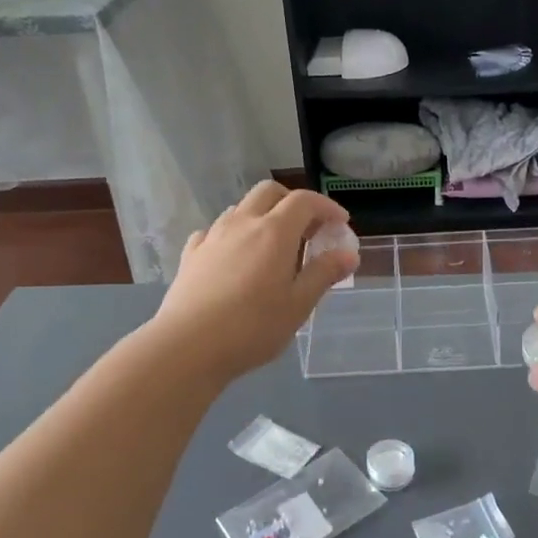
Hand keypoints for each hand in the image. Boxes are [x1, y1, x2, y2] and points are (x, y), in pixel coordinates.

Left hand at [149, 181, 354, 381]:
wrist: (187, 346)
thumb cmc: (252, 327)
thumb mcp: (299, 305)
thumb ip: (324, 274)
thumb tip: (349, 254)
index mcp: (274, 232)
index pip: (304, 201)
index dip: (326, 206)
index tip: (340, 224)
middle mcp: (243, 223)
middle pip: (269, 191)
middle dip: (292, 201)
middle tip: (307, 228)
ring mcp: (213, 236)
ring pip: (240, 208)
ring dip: (262, 216)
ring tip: (272, 246)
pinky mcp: (191, 255)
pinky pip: (215, 231)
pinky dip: (232, 235)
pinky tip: (234, 258)